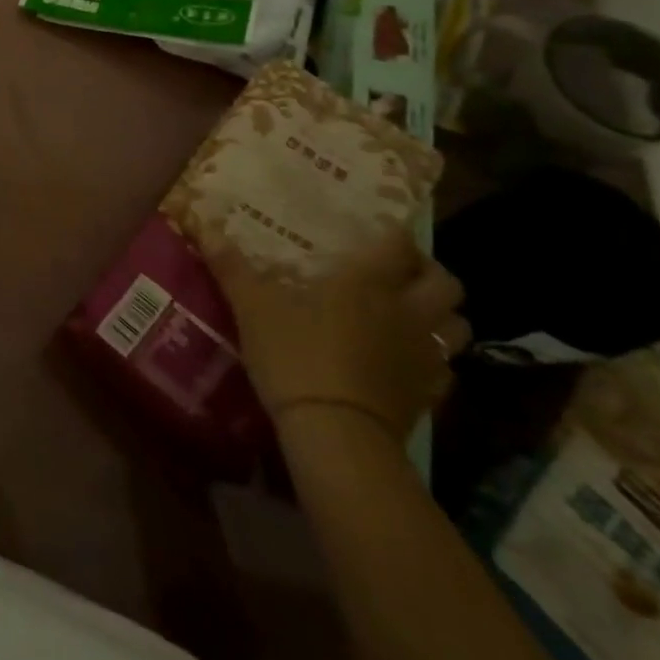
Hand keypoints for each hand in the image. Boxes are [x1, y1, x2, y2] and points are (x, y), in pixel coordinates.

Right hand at [205, 233, 470, 441]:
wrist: (335, 434)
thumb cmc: (295, 356)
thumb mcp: (252, 307)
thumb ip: (230, 265)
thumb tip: (201, 226)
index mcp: (368, 282)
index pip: (397, 244)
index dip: (391, 233)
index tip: (375, 230)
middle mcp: (407, 311)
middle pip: (445, 283)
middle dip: (428, 271)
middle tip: (399, 270)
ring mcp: (425, 355)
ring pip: (457, 324)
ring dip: (441, 313)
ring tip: (411, 312)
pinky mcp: (430, 394)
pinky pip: (448, 366)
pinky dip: (435, 357)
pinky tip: (407, 359)